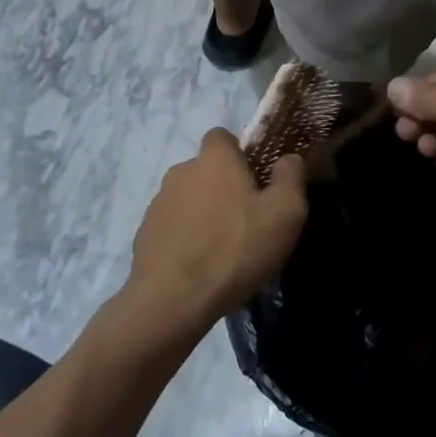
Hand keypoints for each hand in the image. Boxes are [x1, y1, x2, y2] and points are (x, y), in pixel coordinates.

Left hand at [125, 129, 307, 334]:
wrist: (173, 300)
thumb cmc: (236, 249)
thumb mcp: (284, 214)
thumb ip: (290, 177)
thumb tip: (289, 158)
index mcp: (215, 159)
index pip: (222, 136)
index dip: (240, 153)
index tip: (255, 181)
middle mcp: (181, 171)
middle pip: (206, 169)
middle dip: (223, 186)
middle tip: (245, 219)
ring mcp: (158, 202)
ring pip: (188, 198)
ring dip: (203, 213)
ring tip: (221, 249)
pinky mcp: (145, 233)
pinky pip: (172, 226)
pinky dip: (185, 237)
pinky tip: (198, 265)